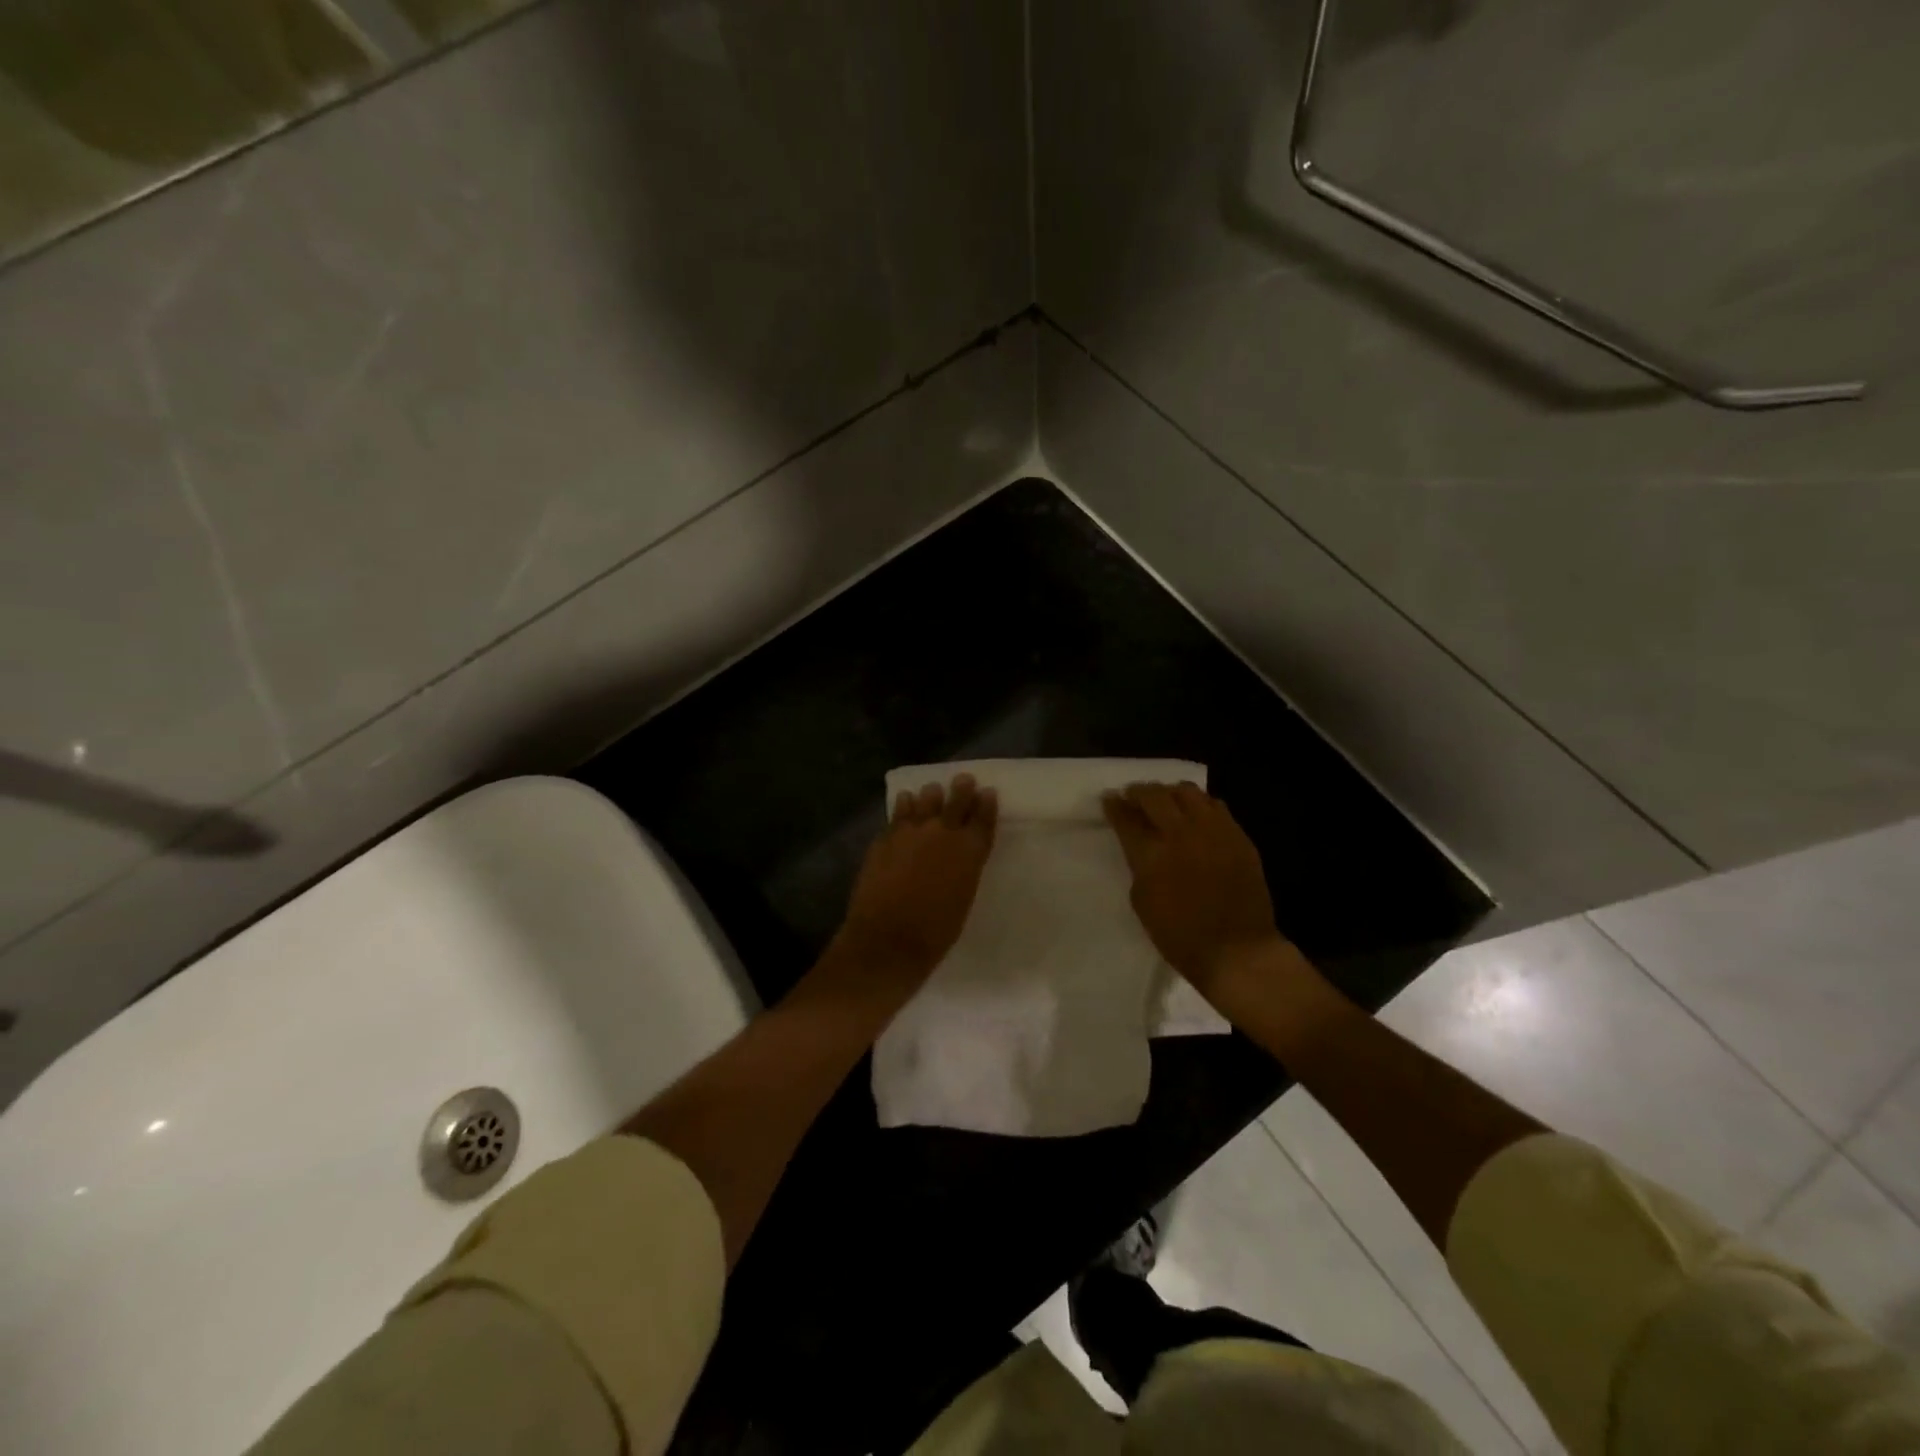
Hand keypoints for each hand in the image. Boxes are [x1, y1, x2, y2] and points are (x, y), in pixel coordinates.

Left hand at [835, 774, 998, 989]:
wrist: (888, 940)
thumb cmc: (935, 932)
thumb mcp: (963, 897)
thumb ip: (964, 869)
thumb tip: (959, 856)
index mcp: (970, 851)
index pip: (983, 818)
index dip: (986, 803)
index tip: (987, 792)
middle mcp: (943, 833)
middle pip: (956, 801)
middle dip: (962, 788)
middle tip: (963, 779)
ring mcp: (910, 832)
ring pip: (924, 800)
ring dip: (930, 795)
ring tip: (932, 791)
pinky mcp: (885, 838)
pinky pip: (898, 813)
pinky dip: (904, 806)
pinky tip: (905, 802)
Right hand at [1103, 782, 1283, 996]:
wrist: (1237, 951)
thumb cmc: (1181, 936)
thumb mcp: (1143, 902)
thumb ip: (1139, 866)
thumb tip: (1142, 846)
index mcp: (1151, 854)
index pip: (1126, 817)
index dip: (1114, 805)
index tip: (1109, 799)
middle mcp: (1180, 833)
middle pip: (1154, 795)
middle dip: (1138, 792)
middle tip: (1132, 796)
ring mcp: (1213, 830)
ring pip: (1187, 791)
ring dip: (1170, 793)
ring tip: (1166, 801)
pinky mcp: (1238, 835)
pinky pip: (1216, 805)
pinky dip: (1200, 804)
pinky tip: (1196, 815)